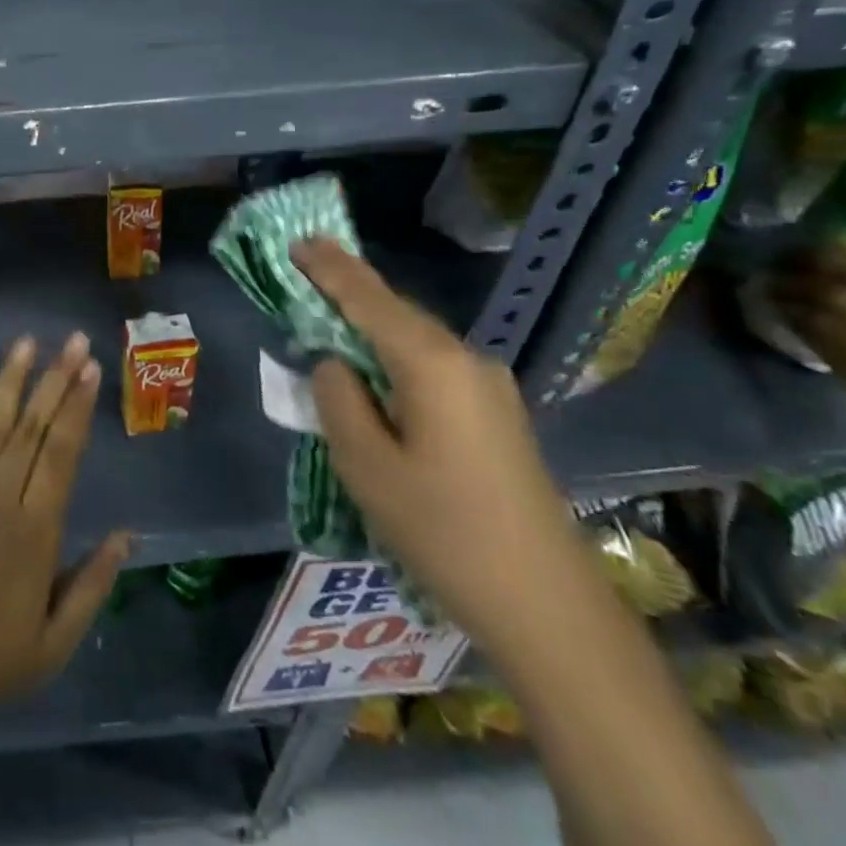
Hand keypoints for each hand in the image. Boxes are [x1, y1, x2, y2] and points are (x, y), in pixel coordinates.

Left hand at [0, 333, 131, 740]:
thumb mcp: (53, 645)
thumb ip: (93, 586)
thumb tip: (126, 534)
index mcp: (36, 532)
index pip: (63, 453)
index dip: (78, 407)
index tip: (92, 369)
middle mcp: (0, 497)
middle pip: (32, 427)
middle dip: (55, 379)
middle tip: (73, 340)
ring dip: (11, 379)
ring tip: (28, 342)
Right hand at [290, 240, 596, 659]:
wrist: (547, 605)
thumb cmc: (444, 530)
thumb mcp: (367, 465)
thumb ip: (338, 399)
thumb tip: (335, 364)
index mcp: (431, 363)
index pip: (368, 298)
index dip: (330, 268)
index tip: (298, 239)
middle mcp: (466, 360)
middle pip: (394, 312)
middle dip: (348, 293)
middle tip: (304, 276)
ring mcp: (489, 387)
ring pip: (414, 341)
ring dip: (369, 329)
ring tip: (328, 329)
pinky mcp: (497, 414)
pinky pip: (432, 367)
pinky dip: (394, 359)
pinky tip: (375, 381)